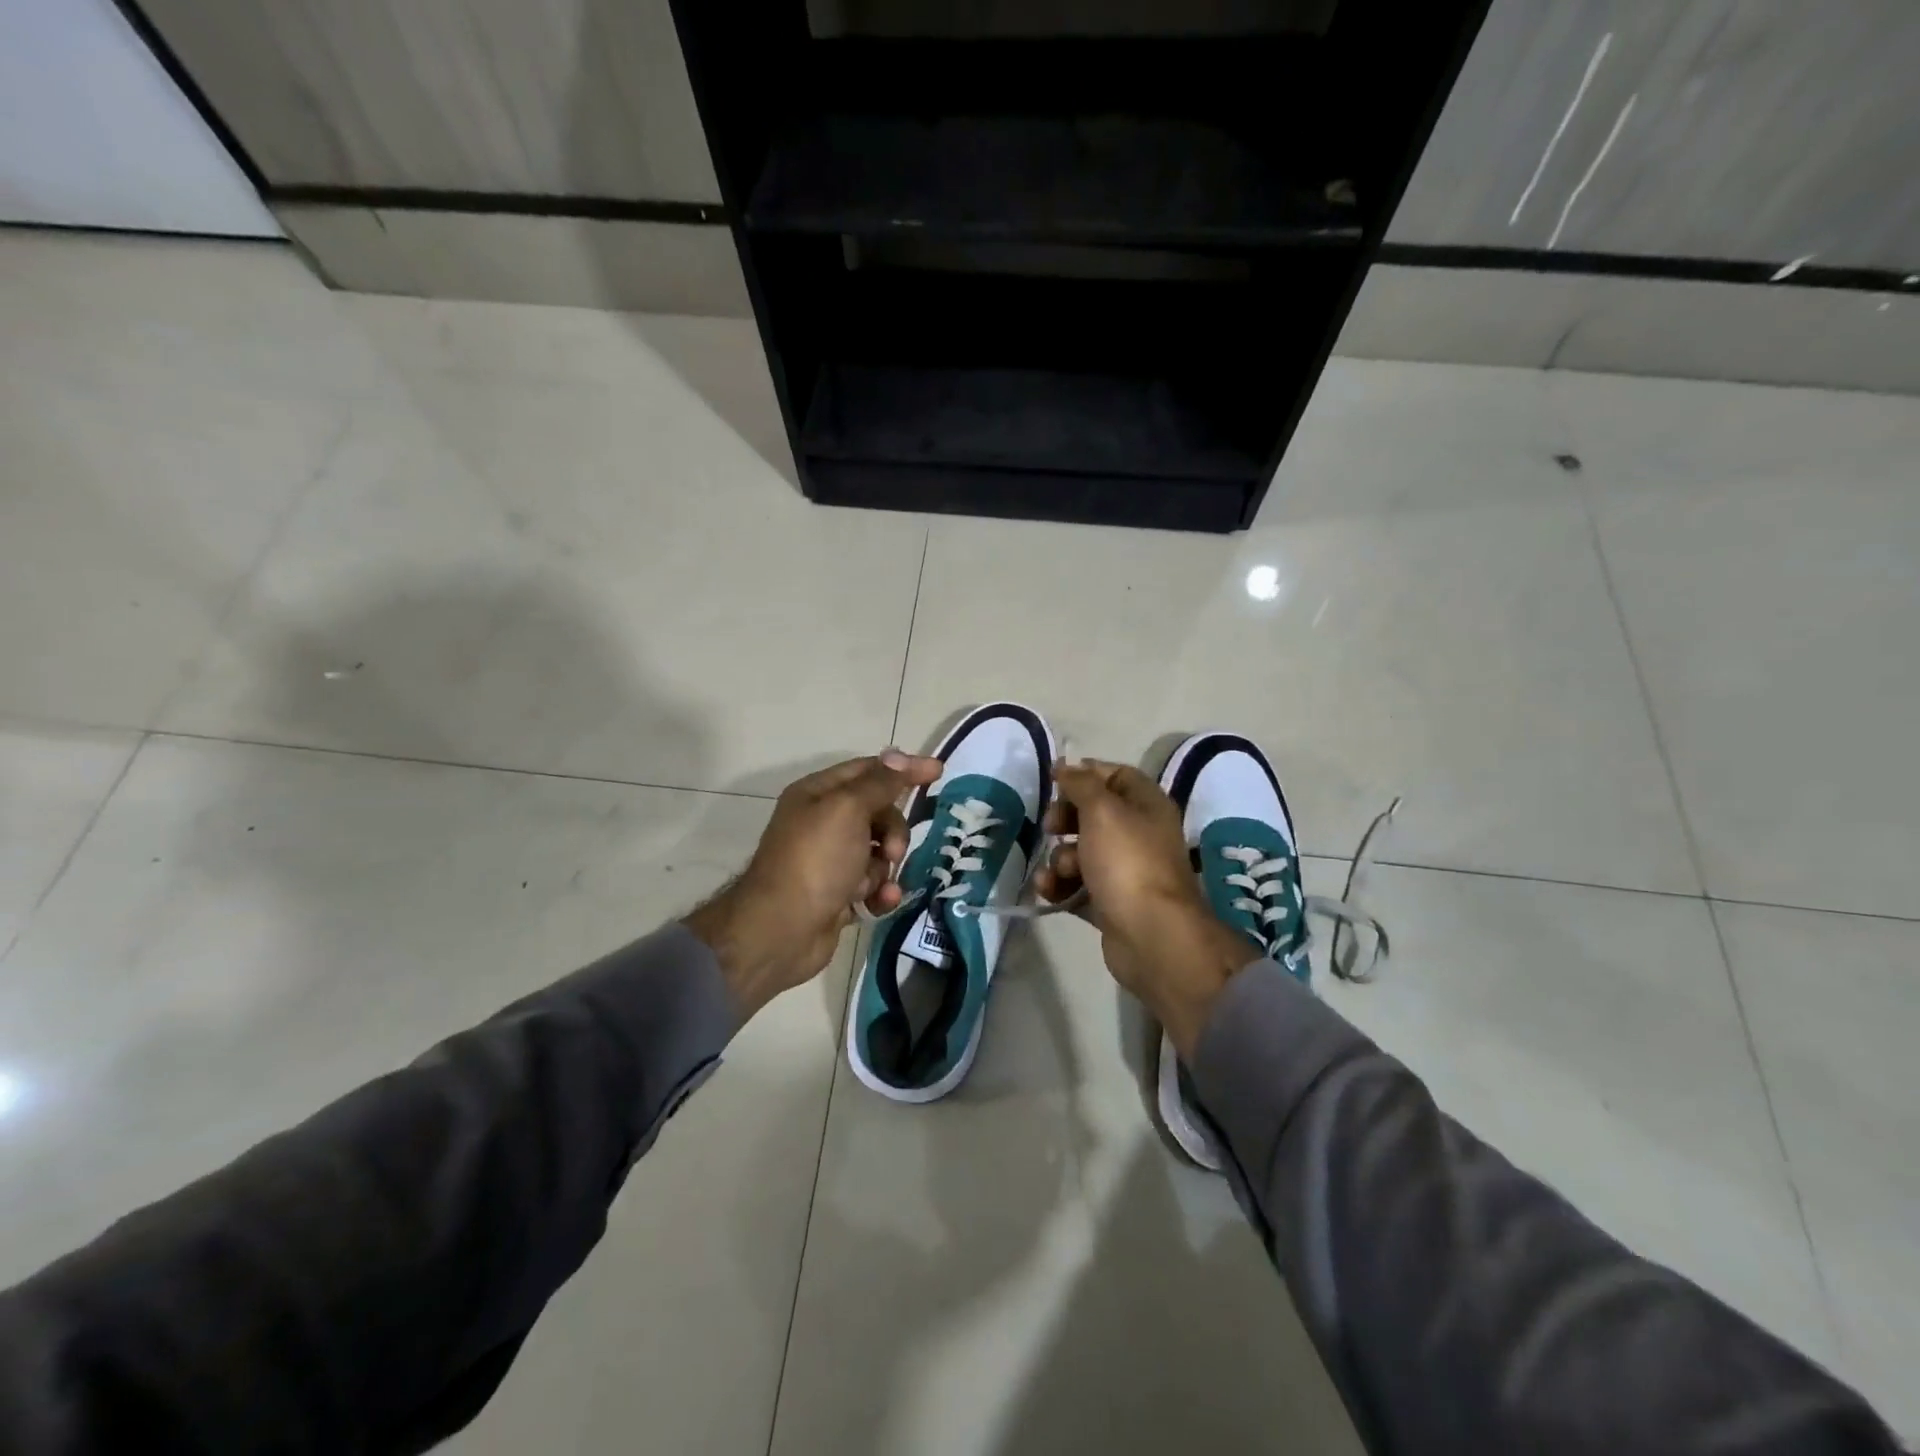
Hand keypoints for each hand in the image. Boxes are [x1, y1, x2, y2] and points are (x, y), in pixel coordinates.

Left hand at [684, 750, 942, 1018]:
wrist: (781, 931)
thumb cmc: (815, 861)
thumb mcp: (849, 810)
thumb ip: (880, 783)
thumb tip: (900, 754)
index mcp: (818, 794)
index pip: (869, 770)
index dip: (902, 770)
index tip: (937, 772)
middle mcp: (822, 822)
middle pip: (878, 812)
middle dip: (893, 831)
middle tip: (891, 851)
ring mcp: (830, 860)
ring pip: (879, 851)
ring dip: (885, 868)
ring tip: (875, 885)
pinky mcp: (838, 893)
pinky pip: (873, 884)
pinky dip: (880, 892)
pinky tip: (880, 902)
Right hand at [1033, 761, 1262, 1057]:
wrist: (1151, 935)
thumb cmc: (1127, 862)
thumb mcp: (1102, 810)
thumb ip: (1080, 784)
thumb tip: (1066, 766)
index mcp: (1147, 805)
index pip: (1115, 776)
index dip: (1085, 774)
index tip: (1054, 781)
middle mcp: (1139, 834)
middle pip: (1094, 814)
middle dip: (1065, 819)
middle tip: (1050, 827)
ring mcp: (1125, 871)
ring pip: (1082, 852)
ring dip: (1060, 858)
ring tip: (1059, 871)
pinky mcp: (1110, 903)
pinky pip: (1078, 886)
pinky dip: (1061, 886)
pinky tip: (1048, 890)